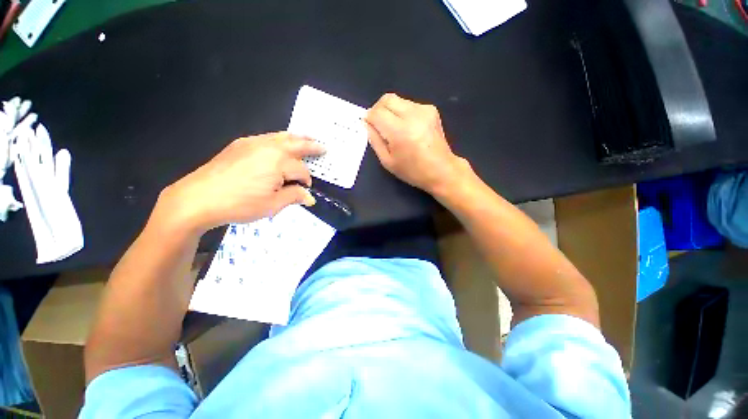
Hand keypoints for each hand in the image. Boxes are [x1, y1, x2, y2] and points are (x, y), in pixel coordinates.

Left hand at [163, 132, 323, 232]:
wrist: (198, 198)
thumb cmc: (240, 204)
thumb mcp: (273, 205)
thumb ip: (294, 197)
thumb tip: (310, 198)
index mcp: (279, 162)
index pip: (301, 171)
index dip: (306, 181)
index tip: (305, 191)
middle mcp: (268, 147)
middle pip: (296, 144)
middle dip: (311, 146)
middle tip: (323, 147)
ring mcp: (252, 143)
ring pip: (281, 136)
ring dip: (296, 138)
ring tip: (307, 138)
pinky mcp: (240, 144)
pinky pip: (266, 137)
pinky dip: (279, 139)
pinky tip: (280, 143)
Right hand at [365, 93, 469, 194]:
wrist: (442, 170)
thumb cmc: (413, 171)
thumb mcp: (388, 162)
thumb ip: (375, 140)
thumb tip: (366, 123)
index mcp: (401, 132)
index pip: (377, 113)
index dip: (369, 118)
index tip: (369, 126)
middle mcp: (413, 115)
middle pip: (387, 99)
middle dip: (377, 109)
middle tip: (378, 125)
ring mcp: (424, 110)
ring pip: (397, 100)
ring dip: (390, 111)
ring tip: (394, 129)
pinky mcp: (431, 109)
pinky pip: (408, 104)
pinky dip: (402, 113)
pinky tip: (407, 128)